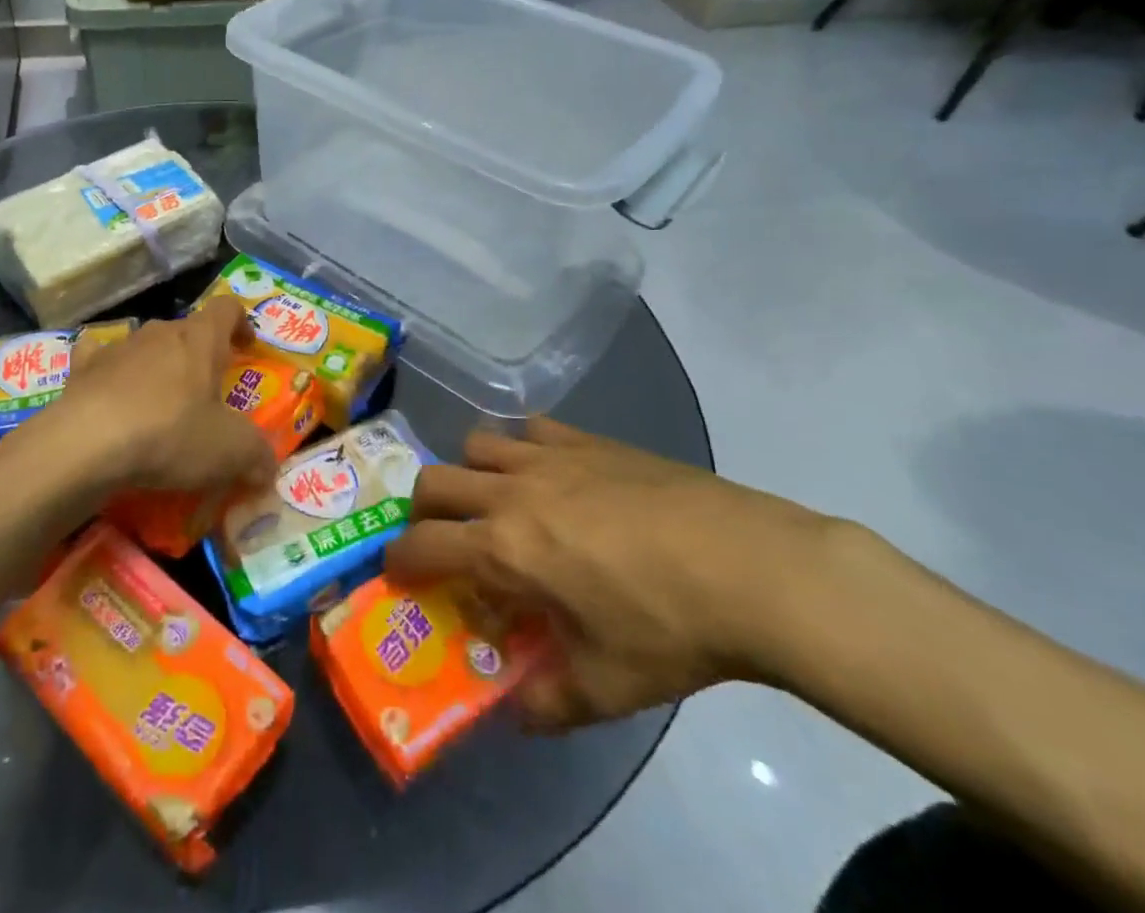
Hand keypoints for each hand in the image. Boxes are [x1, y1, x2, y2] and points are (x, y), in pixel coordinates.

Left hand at [20, 299, 276, 501]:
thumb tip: (268, 468)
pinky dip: (108, 372)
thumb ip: (257, 455)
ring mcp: (118, 347)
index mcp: (200, 339)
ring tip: (160, 406)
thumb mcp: (230, 451)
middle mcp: (160, 332)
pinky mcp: (82, 368)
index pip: (227, 309)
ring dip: (157, 367)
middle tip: (206, 393)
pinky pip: (99, 359)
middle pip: (187, 331)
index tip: (247, 347)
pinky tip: (108, 394)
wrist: (86, 444)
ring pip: (146, 347)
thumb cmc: (170, 435)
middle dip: (199, 355)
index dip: (241, 323)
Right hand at [386, 418, 830, 727]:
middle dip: (423, 511)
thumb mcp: (607, 687)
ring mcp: (548, 458)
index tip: (396, 574)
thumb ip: (551, 704)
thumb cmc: (669, 629)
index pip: (422, 546)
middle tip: (445, 539)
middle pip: (434, 481)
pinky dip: (523, 446)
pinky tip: (550, 472)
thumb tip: (520, 716)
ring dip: (470, 472)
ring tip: (497, 501)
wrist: (748, 566)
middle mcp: (511, 493)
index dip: (398, 561)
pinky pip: (531, 428)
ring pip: (476, 444)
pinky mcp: (587, 440)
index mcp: (504, 549)